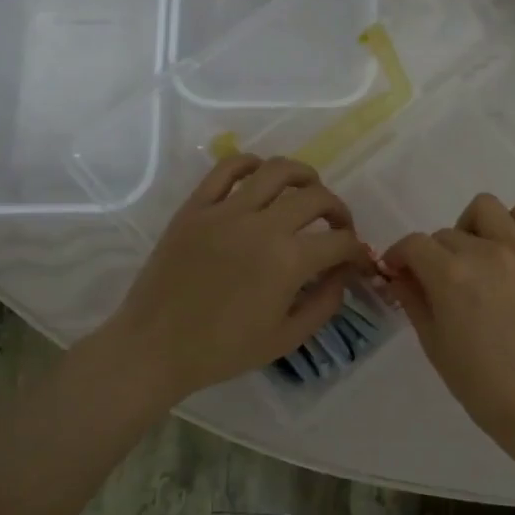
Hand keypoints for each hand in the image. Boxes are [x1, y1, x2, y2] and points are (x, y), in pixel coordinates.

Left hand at [91, 155, 368, 404]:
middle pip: (317, 197)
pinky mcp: (196, 206)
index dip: (359, 251)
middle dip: (339, 212)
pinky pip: (227, 168)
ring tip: (307, 192)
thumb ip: (325, 303)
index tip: (359, 261)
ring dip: (305, 177)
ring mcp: (226, 211)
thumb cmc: (224, 350)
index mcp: (289, 261)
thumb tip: (343, 274)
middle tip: (338, 229)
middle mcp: (262, 225)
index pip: (341, 242)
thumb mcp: (287, 338)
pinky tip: (261, 178)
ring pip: (277, 170)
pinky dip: (251, 164)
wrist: (155, 347)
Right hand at [384, 194, 514, 447]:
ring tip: (477, 257)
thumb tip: (398, 273)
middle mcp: (486, 252)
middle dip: (435, 255)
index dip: (399, 256)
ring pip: (486, 209)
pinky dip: (511, 225)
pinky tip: (507, 252)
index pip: (414, 245)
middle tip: (442, 282)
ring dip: (472, 228)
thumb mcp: (432, 341)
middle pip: (446, 233)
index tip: (400, 271)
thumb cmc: (478, 380)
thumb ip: (411, 297)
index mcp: (451, 275)